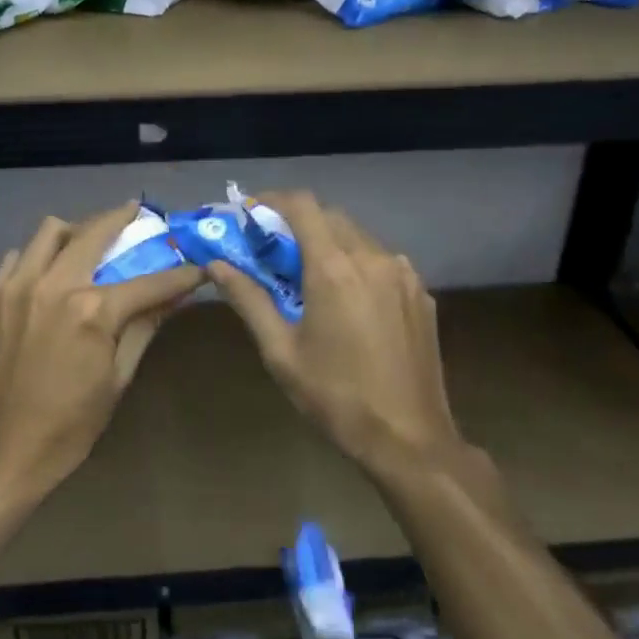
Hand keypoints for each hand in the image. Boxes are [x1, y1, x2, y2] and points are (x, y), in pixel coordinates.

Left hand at [0, 203, 204, 508]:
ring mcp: (14, 288)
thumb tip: (177, 295)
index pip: (149, 281)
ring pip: (49, 232)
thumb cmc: (71, 425)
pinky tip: (48, 275)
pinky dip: (38, 257)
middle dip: (122, 218)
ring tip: (88, 244)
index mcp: (91, 311)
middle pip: (94, 232)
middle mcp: (52, 286)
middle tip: (136, 214)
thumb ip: (145, 326)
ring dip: (75, 231)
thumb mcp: (118, 378)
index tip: (199, 265)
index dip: (180, 274)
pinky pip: (17, 258)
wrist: (3, 453)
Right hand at [209, 192, 459, 471]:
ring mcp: (404, 274)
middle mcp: (373, 258)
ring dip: (329, 243)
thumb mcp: (280, 351)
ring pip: (359, 238)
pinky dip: (357, 264)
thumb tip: (216, 265)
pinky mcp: (421, 294)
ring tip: (308, 276)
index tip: (250, 213)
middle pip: (331, 217)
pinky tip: (347, 300)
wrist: (409, 439)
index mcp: (334, 268)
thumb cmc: (335, 396)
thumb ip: (248, 300)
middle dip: (297, 223)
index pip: (302, 205)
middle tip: (272, 250)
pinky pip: (382, 262)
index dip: (272, 200)